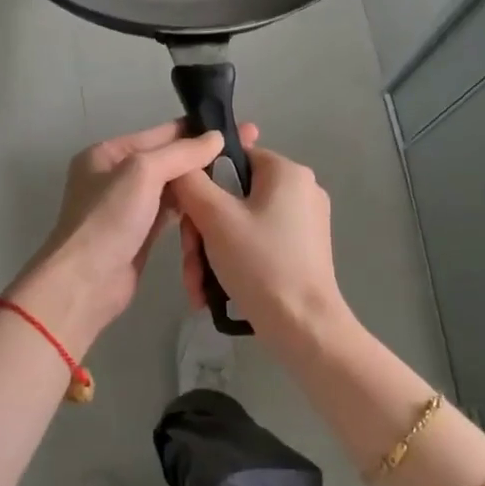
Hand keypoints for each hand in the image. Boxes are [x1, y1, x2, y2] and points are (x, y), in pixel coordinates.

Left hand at [8, 120, 260, 351]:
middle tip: (247, 152)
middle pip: (167, 160)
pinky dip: (191, 207)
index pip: (160, 134)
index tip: (238, 130)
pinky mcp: (140, 234)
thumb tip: (217, 136)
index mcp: (107, 154)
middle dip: (203, 157)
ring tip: (239, 175)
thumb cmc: (108, 219)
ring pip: (171, 187)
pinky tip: (217, 203)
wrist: (86, 283)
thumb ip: (180, 153)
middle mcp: (115, 176)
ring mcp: (127, 207)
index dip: (197, 131)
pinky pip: (171, 213)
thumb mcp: (142, 173)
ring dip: (199, 183)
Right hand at [170, 145, 351, 358]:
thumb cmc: (261, 263)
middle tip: (190, 262)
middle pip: (232, 197)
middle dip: (202, 232)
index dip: (202, 182)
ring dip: (211, 253)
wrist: (304, 327)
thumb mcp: (215, 218)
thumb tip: (179, 166)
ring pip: (240, 224)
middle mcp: (300, 190)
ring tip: (198, 286)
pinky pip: (256, 244)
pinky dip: (233, 262)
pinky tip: (213, 292)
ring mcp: (304, 223)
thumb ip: (190, 182)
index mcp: (287, 172)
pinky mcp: (302, 251)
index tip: (186, 215)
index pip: (232, 157)